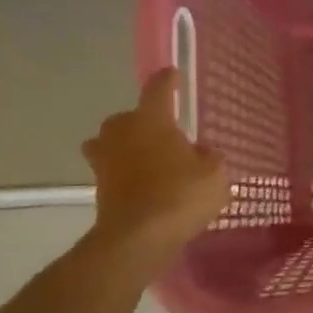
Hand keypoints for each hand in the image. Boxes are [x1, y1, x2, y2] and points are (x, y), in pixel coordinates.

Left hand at [83, 69, 229, 255]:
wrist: (137, 238)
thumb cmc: (180, 194)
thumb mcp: (214, 174)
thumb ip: (210, 158)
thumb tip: (201, 152)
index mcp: (151, 119)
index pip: (158, 89)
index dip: (167, 80)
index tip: (172, 74)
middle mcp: (122, 132)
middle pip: (129, 117)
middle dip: (143, 121)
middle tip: (164, 133)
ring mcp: (105, 161)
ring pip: (112, 143)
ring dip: (127, 147)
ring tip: (148, 159)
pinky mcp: (99, 188)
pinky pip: (113, 172)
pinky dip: (126, 175)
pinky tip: (146, 186)